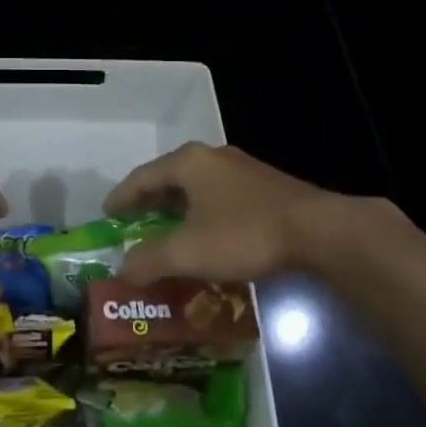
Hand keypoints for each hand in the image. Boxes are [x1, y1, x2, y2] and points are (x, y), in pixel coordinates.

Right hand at [105, 143, 385, 283]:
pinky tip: (206, 235)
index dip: (121, 197)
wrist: (318, 231)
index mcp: (187, 162)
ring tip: (166, 231)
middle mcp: (211, 157)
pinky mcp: (264, 186)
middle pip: (168, 178)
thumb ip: (150, 260)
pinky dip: (201, 213)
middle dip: (149, 202)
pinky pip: (218, 196)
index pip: (141, 177)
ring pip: (196, 187)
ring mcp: (240, 169)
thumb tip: (122, 269)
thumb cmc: (244, 233)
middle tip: (132, 223)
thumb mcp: (188, 251)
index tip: (107, 214)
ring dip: (177, 208)